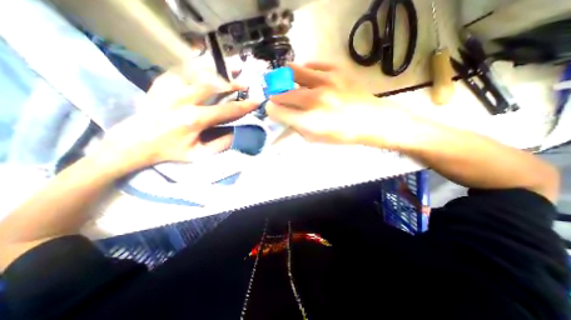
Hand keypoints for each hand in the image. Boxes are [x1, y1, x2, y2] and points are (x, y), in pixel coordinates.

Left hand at [97, 70, 257, 172]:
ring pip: (198, 73)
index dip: (244, 106)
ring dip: (217, 73)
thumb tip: (237, 133)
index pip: (227, 110)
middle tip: (243, 85)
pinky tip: (206, 71)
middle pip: (213, 85)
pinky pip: (183, 70)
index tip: (256, 101)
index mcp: (194, 119)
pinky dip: (197, 69)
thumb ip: (221, 144)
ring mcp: (170, 89)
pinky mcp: (161, 84)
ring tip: (228, 73)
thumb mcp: (200, 154)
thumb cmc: (170, 150)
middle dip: (232, 84)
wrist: (135, 142)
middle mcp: (183, 100)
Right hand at [268, 62, 405, 145]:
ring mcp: (326, 82)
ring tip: (288, 82)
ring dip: (285, 78)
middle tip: (277, 97)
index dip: (271, 110)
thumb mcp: (316, 138)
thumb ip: (296, 128)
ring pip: (293, 71)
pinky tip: (306, 77)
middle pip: (282, 93)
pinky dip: (305, 70)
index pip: (277, 111)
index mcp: (310, 121)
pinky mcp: (336, 71)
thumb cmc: (342, 134)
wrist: (371, 120)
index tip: (272, 109)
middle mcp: (315, 100)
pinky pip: (312, 64)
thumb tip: (283, 117)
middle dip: (275, 96)